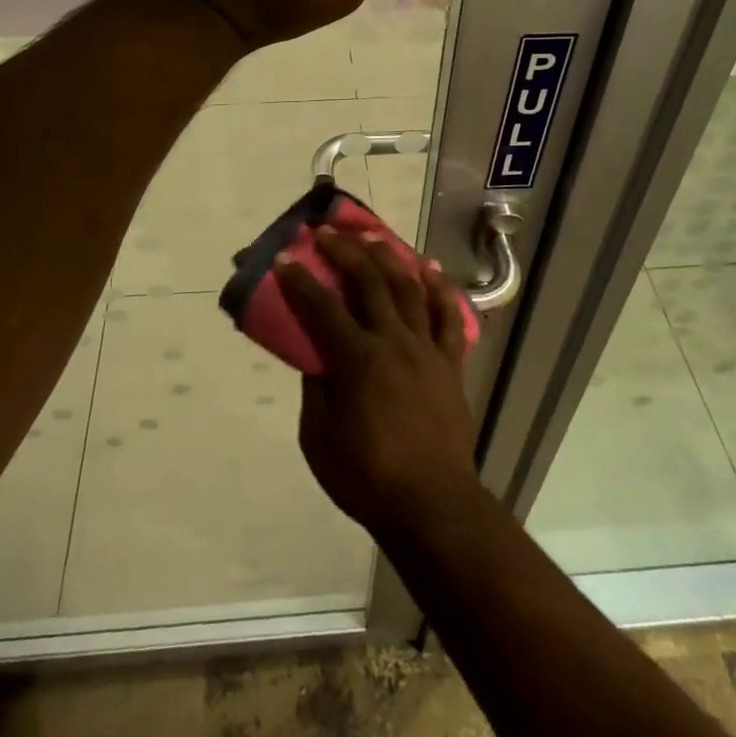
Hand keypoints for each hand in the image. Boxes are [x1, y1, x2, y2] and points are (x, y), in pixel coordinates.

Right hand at [278, 227, 480, 539]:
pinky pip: (448, 316)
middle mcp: (393, 342)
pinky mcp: (450, 362)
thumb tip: (315, 355)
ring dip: (388, 257)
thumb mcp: (319, 438)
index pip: (322, 307)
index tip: (284, 257)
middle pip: (368, 282)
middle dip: (344, 251)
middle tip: (326, 232)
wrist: (432, 504)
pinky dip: (440, 288)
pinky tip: (430, 268)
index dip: (300, 280)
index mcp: (357, 360)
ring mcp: (426, 348)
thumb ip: (316, 388)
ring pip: (408, 288)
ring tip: (372, 237)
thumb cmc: (367, 477)